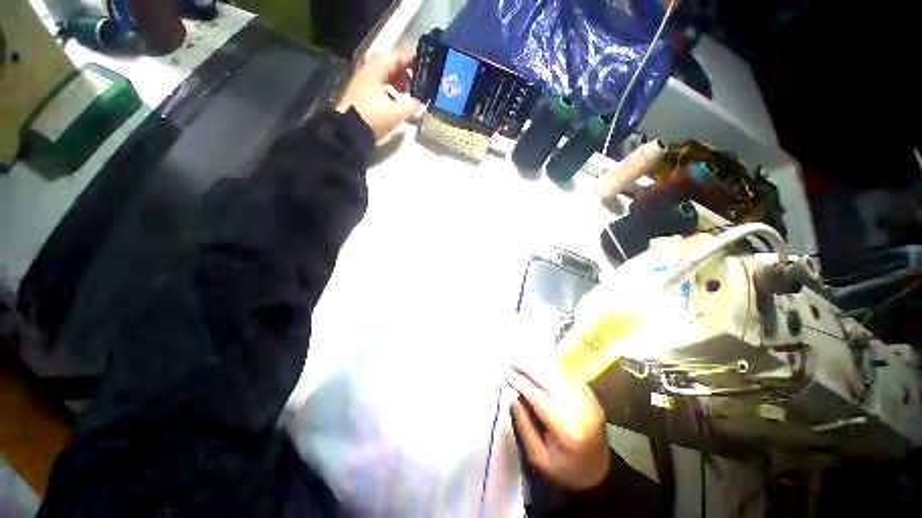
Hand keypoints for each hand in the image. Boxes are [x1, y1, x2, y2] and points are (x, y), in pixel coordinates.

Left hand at [337, 48, 420, 140]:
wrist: (349, 132)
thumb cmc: (373, 118)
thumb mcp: (397, 113)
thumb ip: (411, 105)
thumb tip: (419, 101)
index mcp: (376, 69)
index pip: (396, 56)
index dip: (411, 57)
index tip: (425, 61)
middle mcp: (368, 71)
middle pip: (389, 62)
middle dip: (404, 68)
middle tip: (417, 76)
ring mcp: (363, 82)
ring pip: (383, 73)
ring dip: (397, 79)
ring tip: (408, 91)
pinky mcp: (362, 94)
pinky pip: (379, 83)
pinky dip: (390, 87)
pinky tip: (397, 99)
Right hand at [505, 362, 610, 490]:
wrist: (601, 473)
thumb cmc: (566, 470)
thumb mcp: (539, 458)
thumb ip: (524, 426)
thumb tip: (513, 396)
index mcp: (566, 428)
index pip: (537, 396)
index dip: (520, 382)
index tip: (505, 373)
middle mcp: (579, 408)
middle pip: (548, 378)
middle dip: (527, 367)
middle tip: (511, 361)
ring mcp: (588, 399)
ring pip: (558, 373)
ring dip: (539, 366)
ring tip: (522, 362)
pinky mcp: (591, 395)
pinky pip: (567, 376)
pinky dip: (551, 370)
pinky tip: (539, 368)